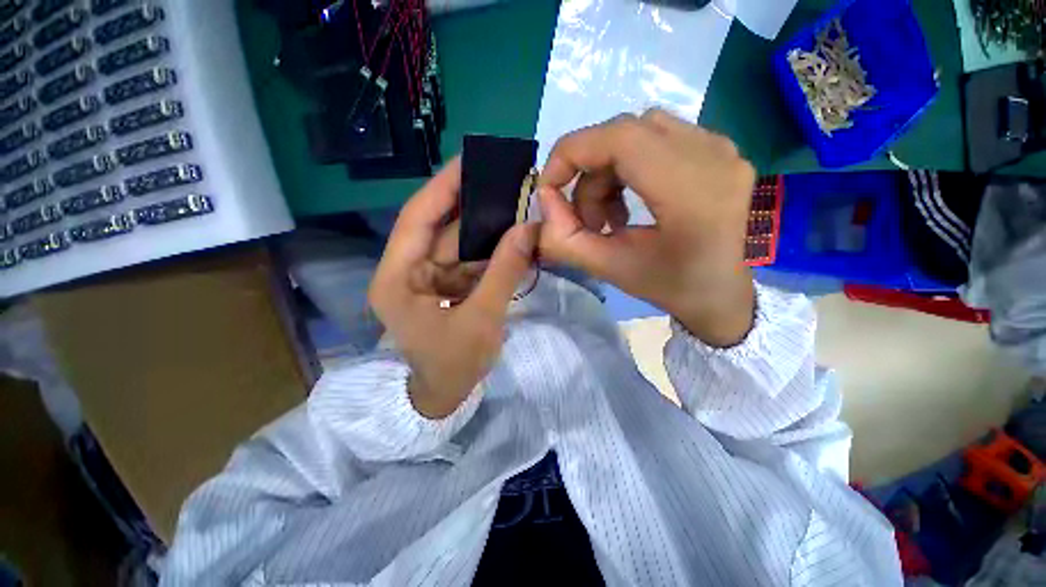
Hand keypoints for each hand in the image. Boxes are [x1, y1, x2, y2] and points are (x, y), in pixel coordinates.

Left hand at [369, 158, 538, 418]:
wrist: (446, 397)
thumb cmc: (454, 366)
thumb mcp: (482, 320)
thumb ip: (504, 272)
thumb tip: (528, 228)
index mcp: (397, 278)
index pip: (416, 219)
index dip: (442, 187)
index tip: (469, 160)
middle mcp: (407, 271)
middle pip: (441, 229)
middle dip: (473, 208)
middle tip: (504, 181)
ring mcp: (427, 278)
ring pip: (459, 244)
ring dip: (487, 231)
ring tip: (516, 207)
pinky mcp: (445, 286)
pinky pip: (469, 261)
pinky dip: (490, 253)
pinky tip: (513, 240)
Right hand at [538, 110, 755, 346]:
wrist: (724, 295)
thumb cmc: (671, 288)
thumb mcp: (611, 269)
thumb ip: (566, 239)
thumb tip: (544, 199)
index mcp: (692, 191)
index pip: (620, 137)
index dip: (572, 154)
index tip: (550, 189)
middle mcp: (713, 155)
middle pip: (625, 133)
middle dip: (589, 173)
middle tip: (585, 217)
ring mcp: (722, 147)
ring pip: (639, 133)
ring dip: (608, 171)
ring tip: (609, 216)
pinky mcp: (720, 150)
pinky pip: (658, 139)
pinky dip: (629, 166)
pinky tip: (631, 202)